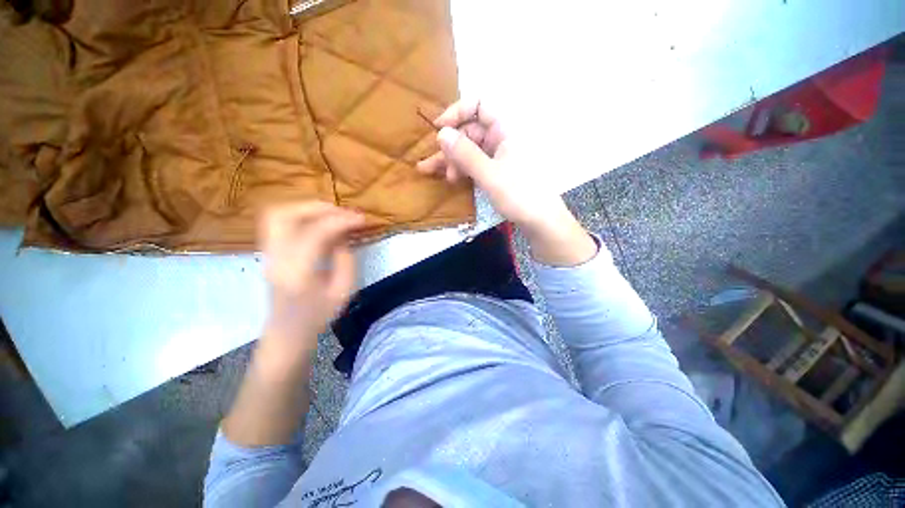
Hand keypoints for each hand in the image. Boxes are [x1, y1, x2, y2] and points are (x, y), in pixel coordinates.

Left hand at [258, 202, 363, 350]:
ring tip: (331, 213)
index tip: (361, 219)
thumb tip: (344, 236)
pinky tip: (318, 222)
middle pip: (285, 216)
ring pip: (276, 214)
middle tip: (342, 212)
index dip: (341, 221)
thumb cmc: (318, 315)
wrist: (287, 332)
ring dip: (306, 208)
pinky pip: (278, 222)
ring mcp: (268, 253)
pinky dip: (299, 215)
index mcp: (298, 273)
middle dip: (318, 207)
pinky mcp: (269, 251)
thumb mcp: (343, 291)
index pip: (315, 234)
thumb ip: (346, 260)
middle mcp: (277, 258)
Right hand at [417, 99, 596, 265]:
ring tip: (431, 173)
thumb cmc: (519, 195)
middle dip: (449, 146)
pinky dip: (462, 169)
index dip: (456, 113)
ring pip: (470, 150)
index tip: (438, 130)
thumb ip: (465, 154)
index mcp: (505, 129)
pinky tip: (450, 178)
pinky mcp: (497, 171)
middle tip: (432, 165)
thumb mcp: (489, 174)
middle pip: (470, 131)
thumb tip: (441, 133)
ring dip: (451, 160)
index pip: (479, 105)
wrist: (541, 221)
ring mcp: (499, 156)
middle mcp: (502, 138)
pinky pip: (475, 164)